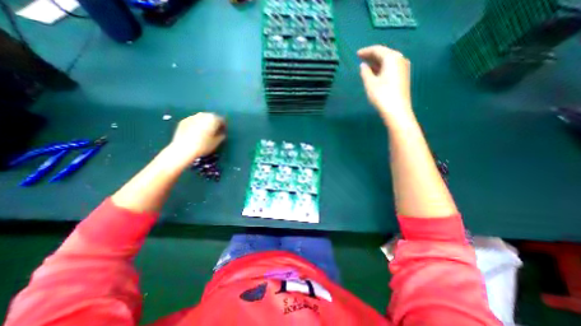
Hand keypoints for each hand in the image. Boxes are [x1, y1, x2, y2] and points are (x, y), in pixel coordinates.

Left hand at [165, 113, 226, 167]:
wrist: (184, 149)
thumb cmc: (204, 145)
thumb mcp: (217, 142)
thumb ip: (221, 135)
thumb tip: (222, 133)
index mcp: (213, 119)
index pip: (221, 119)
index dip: (223, 126)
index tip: (223, 131)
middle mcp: (203, 115)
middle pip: (211, 117)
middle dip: (214, 122)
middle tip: (215, 130)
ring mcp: (192, 117)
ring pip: (202, 118)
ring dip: (205, 122)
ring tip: (205, 131)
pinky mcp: (184, 121)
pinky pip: (194, 121)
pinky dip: (197, 124)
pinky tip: (196, 132)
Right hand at [360, 44, 411, 120]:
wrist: (397, 110)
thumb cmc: (382, 95)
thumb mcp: (370, 83)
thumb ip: (365, 72)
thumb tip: (363, 65)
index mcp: (392, 58)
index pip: (377, 50)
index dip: (366, 51)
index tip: (357, 54)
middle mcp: (400, 59)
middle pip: (384, 54)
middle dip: (372, 56)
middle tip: (360, 59)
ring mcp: (403, 68)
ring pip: (388, 61)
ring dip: (377, 62)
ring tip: (366, 66)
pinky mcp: (403, 76)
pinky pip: (391, 67)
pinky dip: (382, 68)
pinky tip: (375, 73)